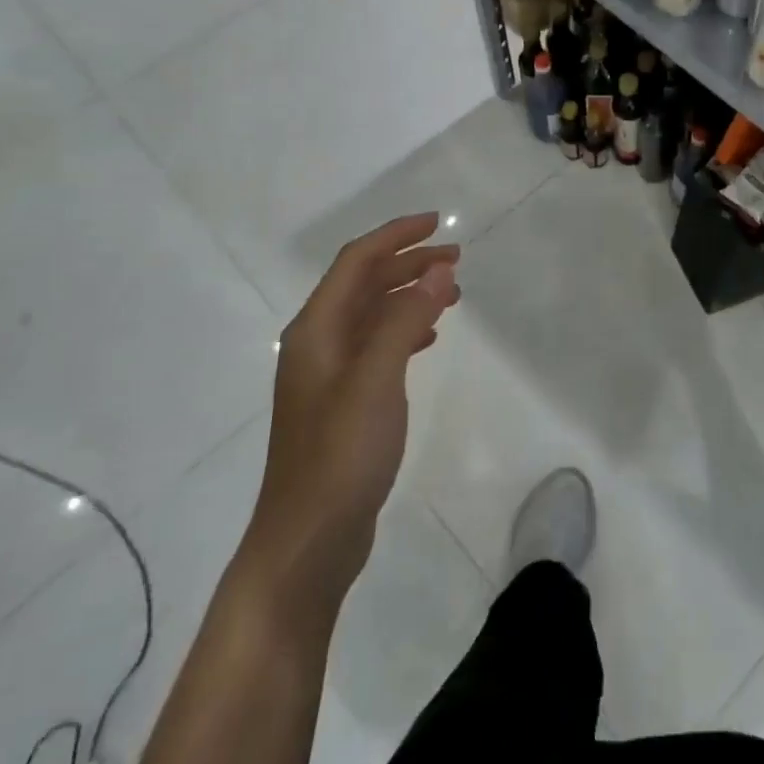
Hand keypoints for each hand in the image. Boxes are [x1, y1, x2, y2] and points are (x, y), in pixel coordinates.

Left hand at [239, 213, 459, 623]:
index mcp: (316, 331)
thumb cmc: (340, 456)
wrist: (307, 541)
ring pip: (371, 316)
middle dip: (408, 264)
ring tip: (452, 293)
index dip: (395, 236)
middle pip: (363, 285)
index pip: (356, 262)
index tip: (438, 222)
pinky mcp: (343, 403)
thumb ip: (405, 320)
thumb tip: (437, 268)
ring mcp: (328, 376)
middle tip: (456, 259)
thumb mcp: (377, 380)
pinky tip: (428, 339)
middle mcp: (317, 345)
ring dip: (408, 296)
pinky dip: (404, 330)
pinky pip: (376, 346)